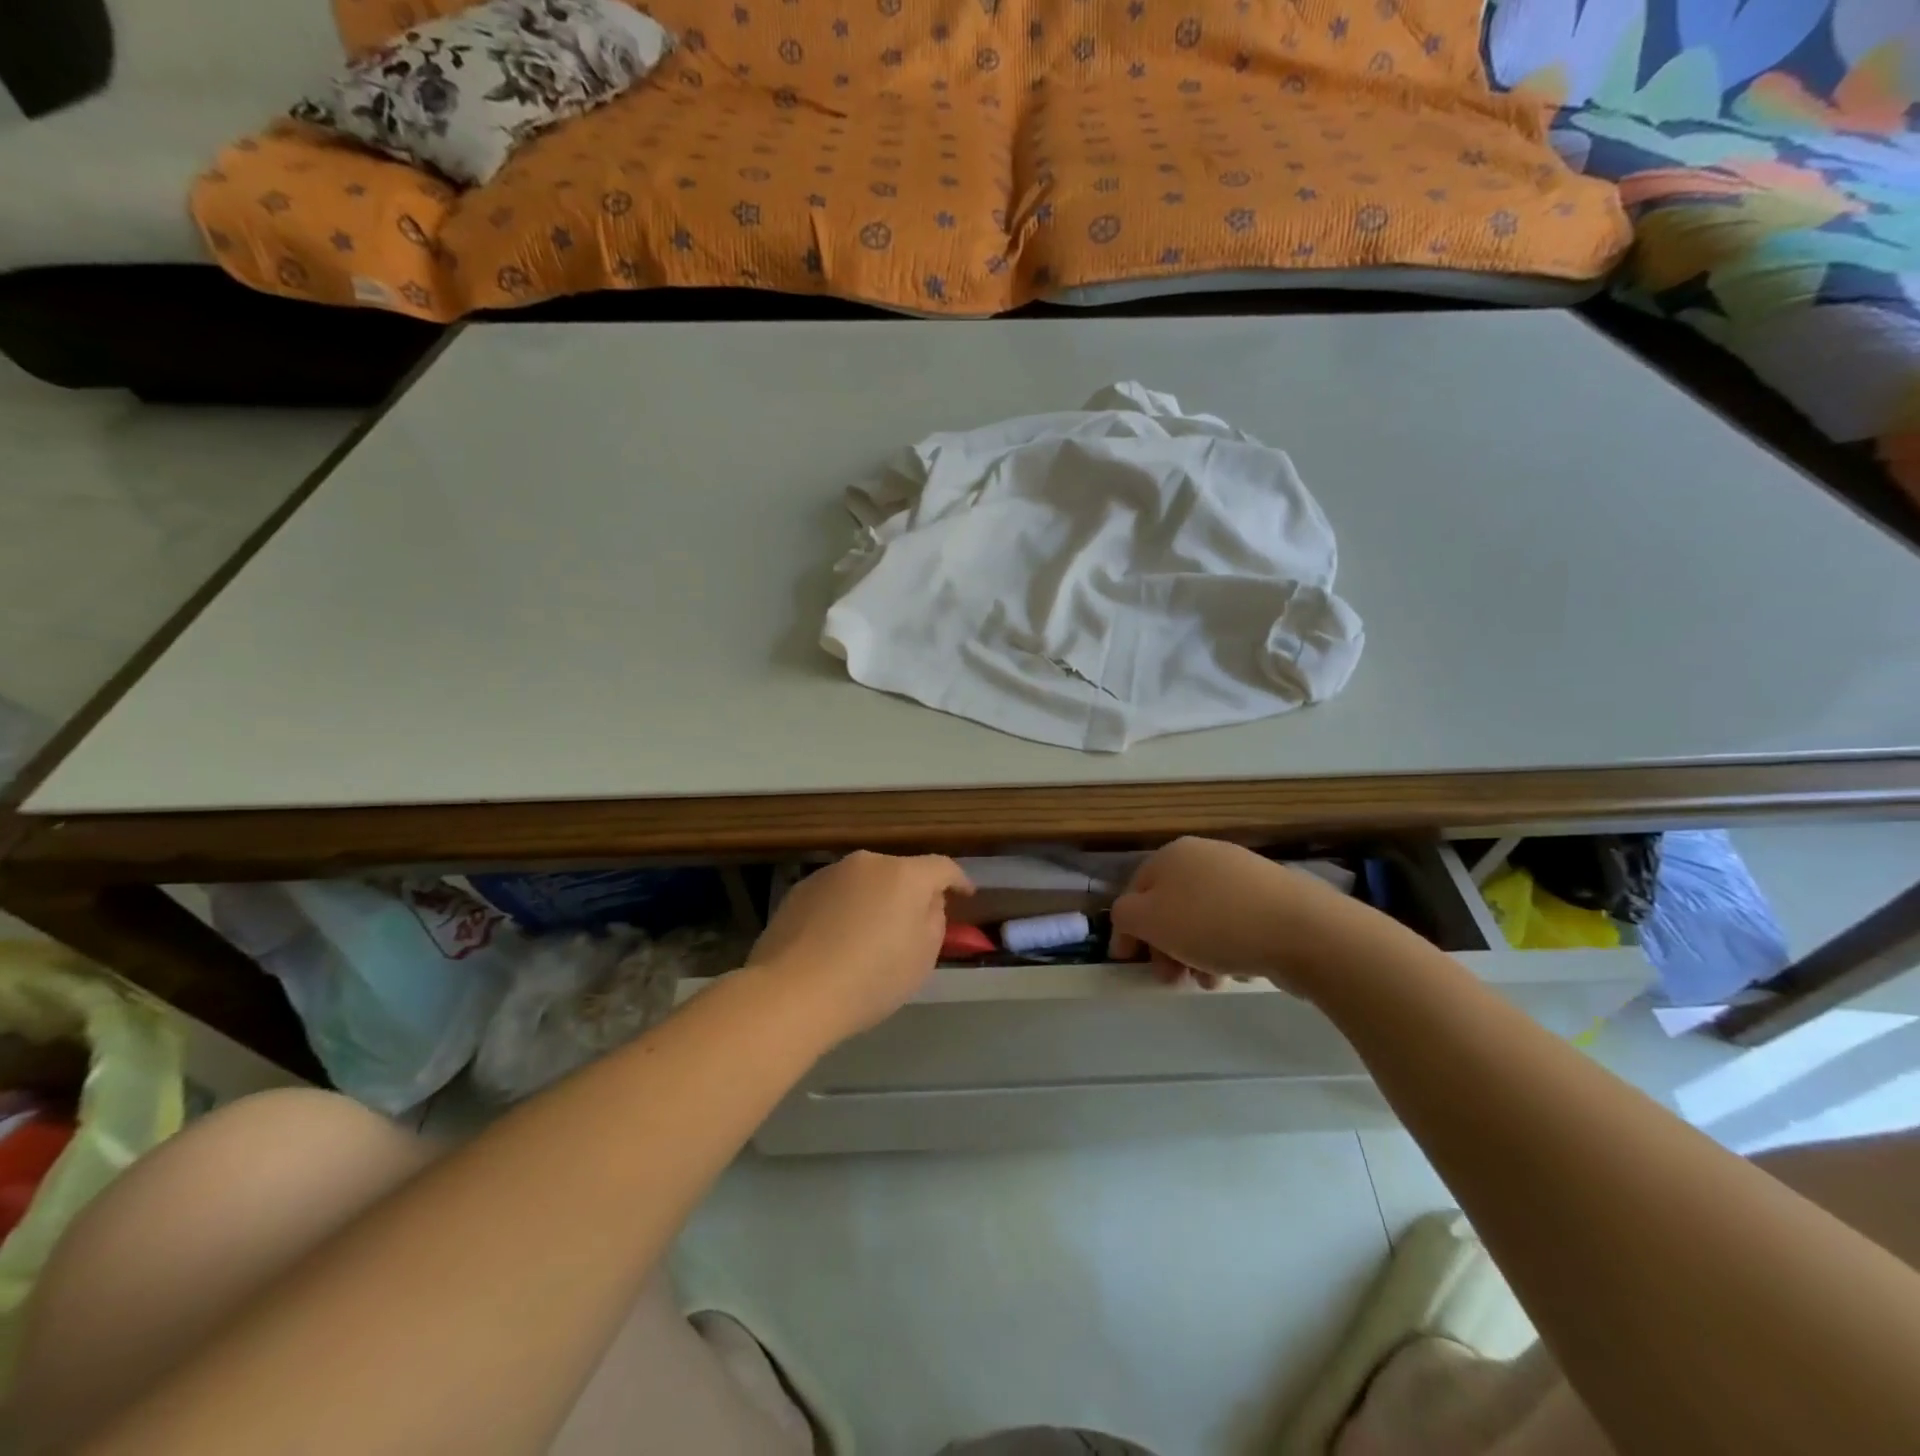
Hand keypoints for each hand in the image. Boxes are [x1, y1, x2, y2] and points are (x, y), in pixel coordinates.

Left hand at [748, 851, 973, 1040]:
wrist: (792, 992)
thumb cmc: (870, 978)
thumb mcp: (923, 957)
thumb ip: (934, 920)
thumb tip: (926, 904)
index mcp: (904, 874)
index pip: (942, 867)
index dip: (958, 880)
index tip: (966, 895)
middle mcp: (867, 863)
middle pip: (900, 872)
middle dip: (911, 893)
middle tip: (913, 924)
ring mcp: (829, 873)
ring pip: (864, 882)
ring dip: (874, 900)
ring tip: (869, 935)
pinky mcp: (799, 890)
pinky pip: (835, 895)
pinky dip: (843, 910)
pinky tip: (836, 940)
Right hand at [1109, 837, 1361, 992]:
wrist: (1302, 930)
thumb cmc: (1213, 923)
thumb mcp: (1150, 920)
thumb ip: (1124, 917)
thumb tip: (1129, 920)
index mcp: (1171, 854)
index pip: (1134, 891)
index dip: (1126, 929)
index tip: (1128, 964)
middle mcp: (1204, 856)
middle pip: (1168, 906)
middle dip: (1163, 947)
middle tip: (1170, 980)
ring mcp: (1241, 874)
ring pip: (1200, 918)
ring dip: (1193, 953)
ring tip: (1206, 983)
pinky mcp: (1271, 897)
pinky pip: (1233, 924)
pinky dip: (1225, 948)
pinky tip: (1234, 971)